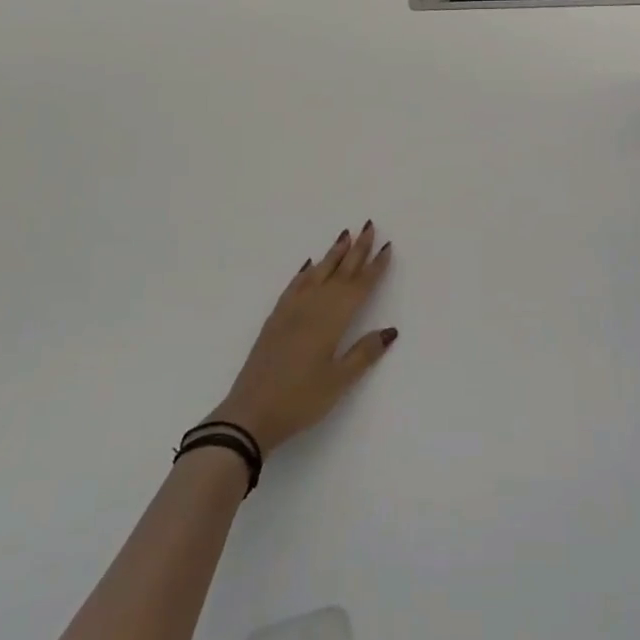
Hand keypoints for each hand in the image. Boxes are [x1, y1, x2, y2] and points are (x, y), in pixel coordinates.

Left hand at [210, 224, 397, 452]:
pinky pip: (294, 285)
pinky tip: (309, 264)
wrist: (250, 413)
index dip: (374, 267)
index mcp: (332, 320)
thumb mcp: (338, 382)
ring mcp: (291, 310)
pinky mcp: (275, 318)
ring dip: (333, 253)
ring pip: (317, 273)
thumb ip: (364, 353)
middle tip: (370, 225)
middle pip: (340, 272)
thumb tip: (390, 330)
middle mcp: (313, 307)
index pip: (359, 287)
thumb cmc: (300, 400)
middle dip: (357, 249)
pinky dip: (305, 271)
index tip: (387, 246)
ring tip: (345, 235)